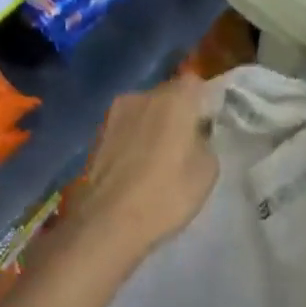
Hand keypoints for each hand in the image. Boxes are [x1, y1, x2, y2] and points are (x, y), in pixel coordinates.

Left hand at [61, 74, 217, 271]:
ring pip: (144, 113)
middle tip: (187, 144)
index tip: (209, 126)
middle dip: (178, 114)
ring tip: (160, 160)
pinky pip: (126, 130)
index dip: (204, 103)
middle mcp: (142, 95)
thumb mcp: (208, 170)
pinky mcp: (96, 135)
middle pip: (168, 96)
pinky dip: (134, 142)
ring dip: (153, 128)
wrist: (108, 222)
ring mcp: (114, 114)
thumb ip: (205, 141)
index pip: (197, 84)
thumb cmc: (167, 194)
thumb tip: (195, 135)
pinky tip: (138, 168)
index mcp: (175, 98)